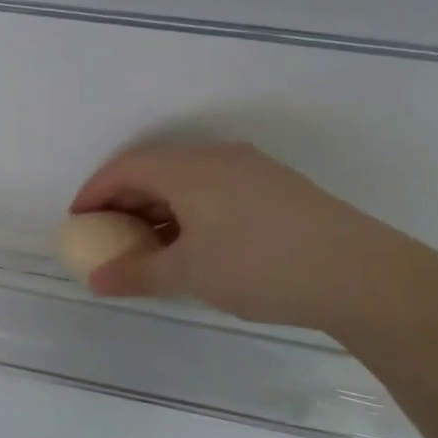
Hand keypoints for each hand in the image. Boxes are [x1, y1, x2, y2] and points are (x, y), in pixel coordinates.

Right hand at [69, 141, 414, 329]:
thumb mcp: (188, 273)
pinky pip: (214, 188)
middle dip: (124, 200)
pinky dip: (189, 210)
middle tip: (108, 234)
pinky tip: (194, 243)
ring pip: (186, 179)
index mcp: (187, 168)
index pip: (124, 168)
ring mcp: (251, 168)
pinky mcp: (276, 187)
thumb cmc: (258, 266)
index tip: (77, 221)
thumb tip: (96, 281)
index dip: (94, 192)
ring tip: (148, 244)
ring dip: (158, 207)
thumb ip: (136, 274)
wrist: (360, 274)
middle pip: (154, 168)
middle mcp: (216, 157)